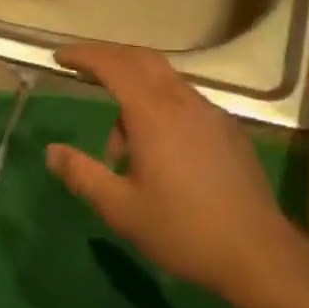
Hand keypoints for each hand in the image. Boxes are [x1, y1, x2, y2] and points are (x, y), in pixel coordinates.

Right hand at [46, 43, 300, 299]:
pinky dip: (161, 110)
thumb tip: (52, 152)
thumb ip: (83, 175)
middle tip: (84, 72)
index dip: (85, 56)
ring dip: (136, 97)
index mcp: (154, 115)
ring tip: (121, 151)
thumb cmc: (182, 230)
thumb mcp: (121, 209)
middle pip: (143, 61)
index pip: (114, 66)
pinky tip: (159, 153)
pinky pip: (186, 103)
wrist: (256, 252)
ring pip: (166, 84)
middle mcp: (184, 103)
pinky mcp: (229, 130)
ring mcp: (212, 114)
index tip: (60, 56)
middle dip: (110, 59)